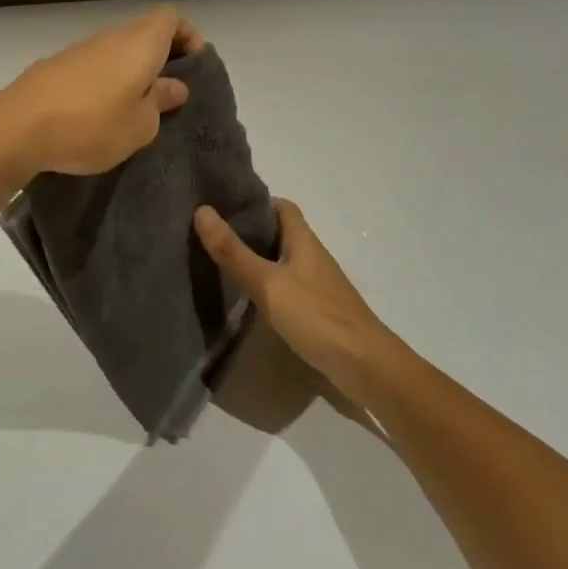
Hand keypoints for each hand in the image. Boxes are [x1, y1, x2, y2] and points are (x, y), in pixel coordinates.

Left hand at [0, 7, 203, 176]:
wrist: (17, 128)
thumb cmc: (91, 126)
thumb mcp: (140, 125)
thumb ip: (161, 101)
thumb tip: (174, 85)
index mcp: (139, 44)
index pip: (171, 18)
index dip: (188, 37)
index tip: (193, 69)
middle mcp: (110, 37)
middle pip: (144, 32)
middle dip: (161, 58)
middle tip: (168, 95)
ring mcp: (79, 49)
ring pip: (117, 49)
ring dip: (131, 71)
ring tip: (135, 109)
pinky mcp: (54, 66)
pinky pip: (92, 65)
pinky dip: (104, 80)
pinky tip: (98, 115)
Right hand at [194, 199, 398, 406]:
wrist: (365, 367)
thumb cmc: (316, 316)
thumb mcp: (267, 283)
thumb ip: (233, 251)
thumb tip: (201, 210)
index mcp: (303, 240)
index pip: (281, 206)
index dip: (255, 201)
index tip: (223, 206)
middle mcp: (312, 256)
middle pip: (280, 232)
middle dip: (249, 230)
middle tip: (213, 235)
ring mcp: (317, 284)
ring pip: (283, 260)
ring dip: (257, 259)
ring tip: (221, 264)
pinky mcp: (318, 310)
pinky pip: (287, 286)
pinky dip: (267, 285)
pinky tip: (248, 300)